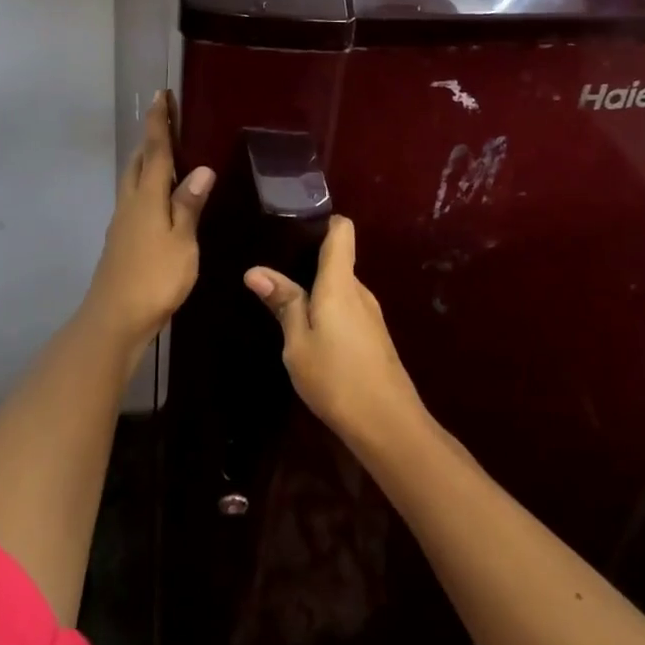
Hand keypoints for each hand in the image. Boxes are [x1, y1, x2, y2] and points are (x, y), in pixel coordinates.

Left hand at [81, 91, 213, 351]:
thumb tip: (201, 168)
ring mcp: (122, 223)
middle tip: (166, 121)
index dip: (159, 123)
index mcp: (146, 198)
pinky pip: (134, 201)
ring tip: (164, 155)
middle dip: (150, 139)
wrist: (115, 318)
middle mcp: (130, 204)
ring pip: (133, 182)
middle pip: (138, 163)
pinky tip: (158, 200)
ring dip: (146, 162)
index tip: (161, 95)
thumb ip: (189, 205)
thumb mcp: (182, 241)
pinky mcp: (121, 241)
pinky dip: (146, 188)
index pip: (155, 151)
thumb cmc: (154, 278)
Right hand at [244, 216, 425, 450]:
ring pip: (340, 287)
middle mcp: (359, 290)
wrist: (388, 424)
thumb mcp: (297, 343)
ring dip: (316, 290)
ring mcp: (370, 313)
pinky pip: (346, 308)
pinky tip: (308, 330)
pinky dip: (327, 310)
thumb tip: (256, 270)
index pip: (341, 230)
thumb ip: (283, 303)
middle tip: (272, 267)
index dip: (321, 220)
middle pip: (337, 258)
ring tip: (283, 298)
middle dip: (307, 259)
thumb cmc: (336, 378)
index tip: (292, 225)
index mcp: (340, 283)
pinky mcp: (373, 335)